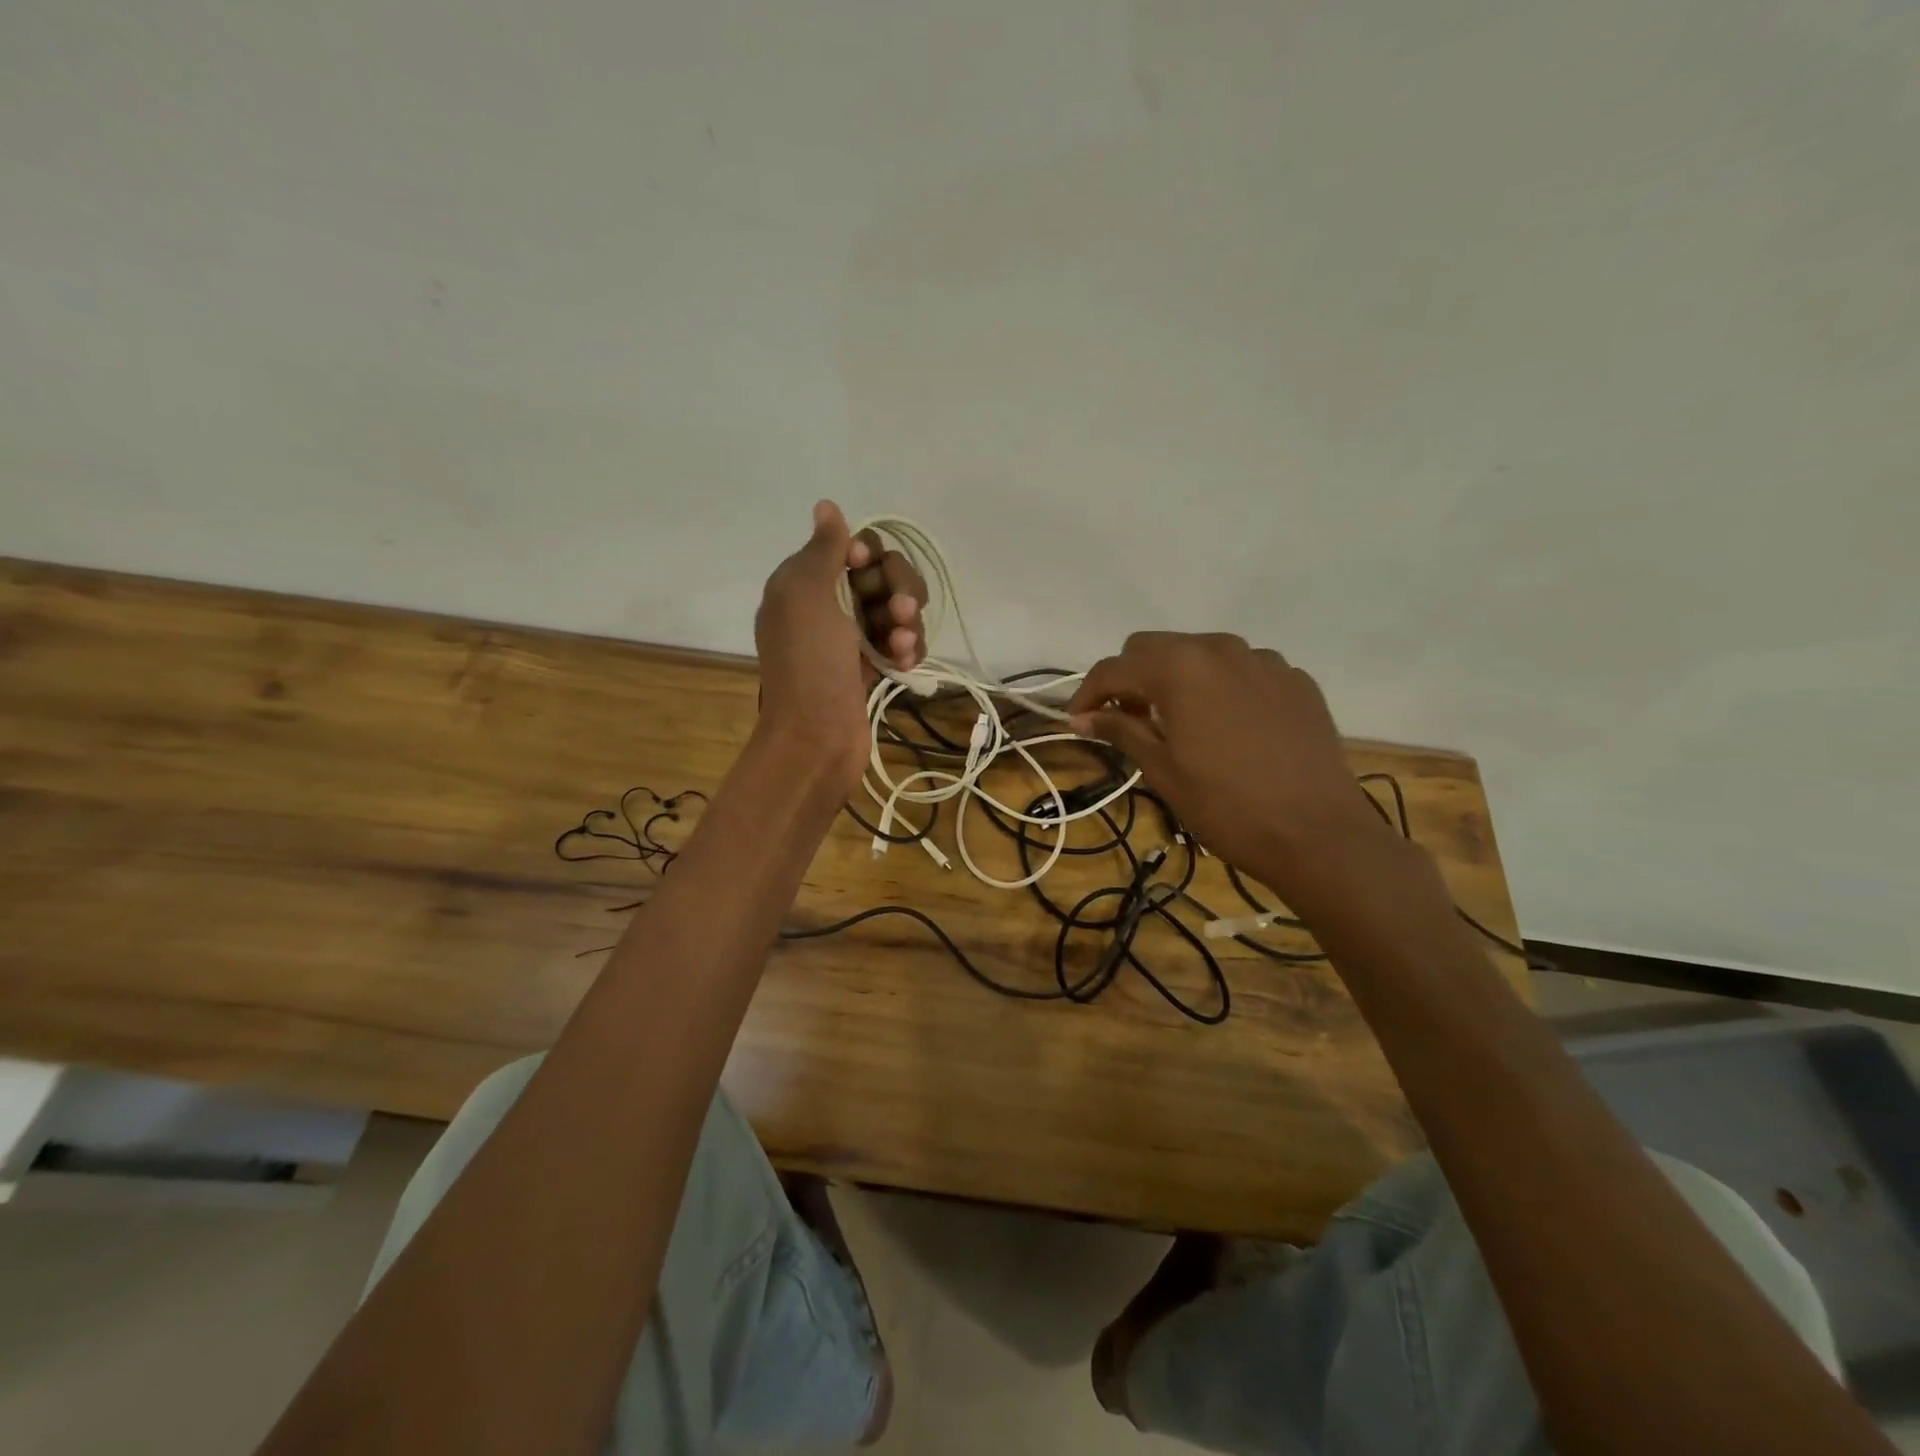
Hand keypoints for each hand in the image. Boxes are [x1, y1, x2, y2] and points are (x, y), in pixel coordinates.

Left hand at [754, 501, 926, 790]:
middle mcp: (828, 605)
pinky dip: (908, 649)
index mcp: (805, 583)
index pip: (852, 547)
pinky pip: (901, 642)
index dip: (868, 555)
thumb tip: (826, 505)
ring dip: (907, 622)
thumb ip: (822, 549)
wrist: (816, 738)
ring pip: (897, 609)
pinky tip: (904, 664)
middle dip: (899, 589)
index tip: (863, 569)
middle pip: (882, 575)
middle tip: (900, 611)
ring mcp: (852, 638)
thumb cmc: (809, 663)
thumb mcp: (806, 595)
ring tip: (902, 646)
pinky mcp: (872, 666)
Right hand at [1067, 633, 1382, 893]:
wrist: (1318, 835)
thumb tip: (1082, 716)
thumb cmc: (1227, 806)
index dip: (1087, 694)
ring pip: (1200, 654)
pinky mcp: (1296, 681)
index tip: (1078, 722)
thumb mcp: (1162, 770)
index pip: (1114, 668)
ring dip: (1177, 680)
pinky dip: (1222, 689)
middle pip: (1154, 648)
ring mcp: (1265, 661)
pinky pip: (1243, 671)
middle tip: (1128, 721)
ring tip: (1179, 724)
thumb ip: (1120, 729)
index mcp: (1181, 667)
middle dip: (1131, 679)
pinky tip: (1229, 729)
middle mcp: (1221, 648)